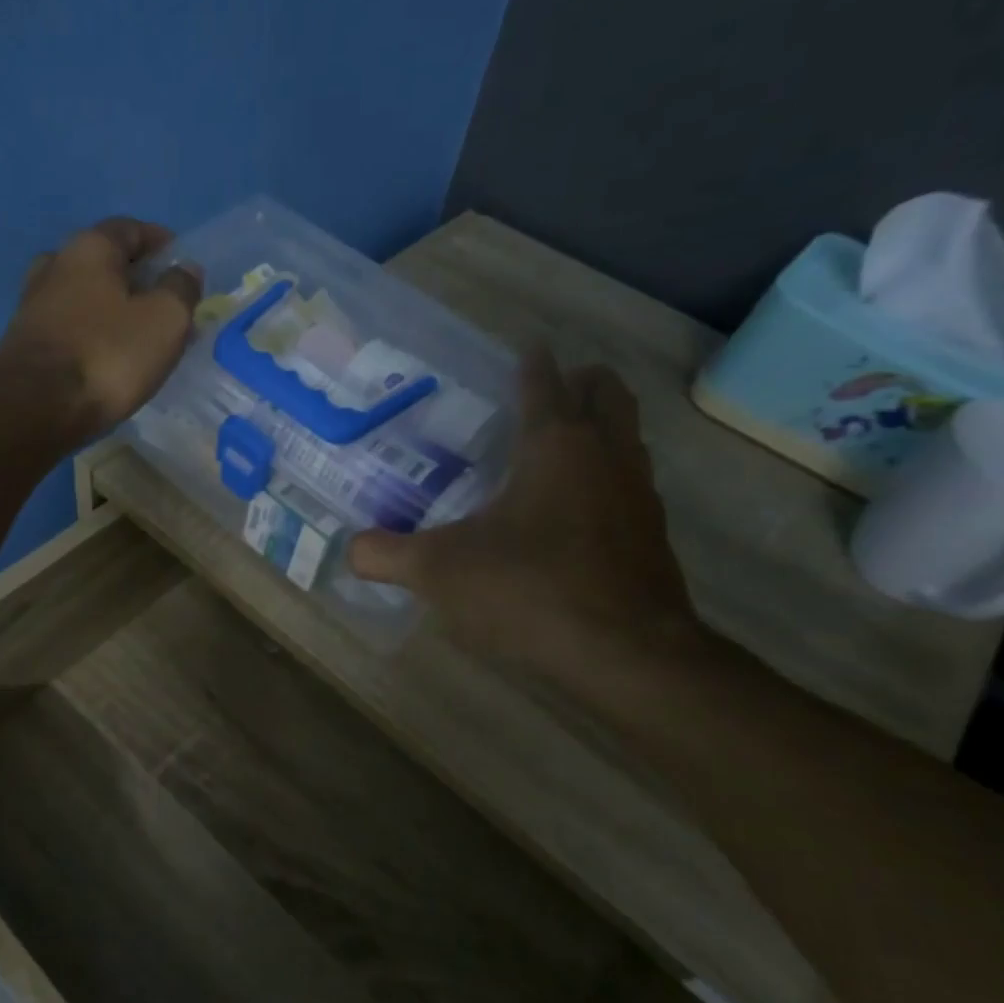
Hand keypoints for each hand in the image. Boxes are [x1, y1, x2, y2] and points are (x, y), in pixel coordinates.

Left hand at [0, 217, 203, 446]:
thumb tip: (185, 270)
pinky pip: (69, 327)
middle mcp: (54, 265)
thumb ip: (181, 289)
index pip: (130, 228)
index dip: (160, 242)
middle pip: (103, 262)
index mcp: (89, 248)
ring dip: (112, 309)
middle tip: (163, 305)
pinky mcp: (24, 342)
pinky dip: (92, 333)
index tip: (181, 263)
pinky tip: (107, 357)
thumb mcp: (164, 320)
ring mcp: (33, 304)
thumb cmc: (107, 356)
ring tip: (138, 335)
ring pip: (84, 296)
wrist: (34, 410)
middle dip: (136, 278)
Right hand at [348, 346, 702, 683]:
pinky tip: (573, 513)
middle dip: (580, 381)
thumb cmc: (529, 590)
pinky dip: (606, 478)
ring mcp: (639, 495)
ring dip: (600, 428)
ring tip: (558, 447)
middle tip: (545, 391)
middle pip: (606, 393)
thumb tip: (351, 548)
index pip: (544, 382)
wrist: (624, 654)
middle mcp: (606, 455)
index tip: (523, 348)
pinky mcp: (653, 537)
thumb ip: (386, 554)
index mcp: (555, 445)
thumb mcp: (439, 571)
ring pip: (627, 437)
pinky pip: (632, 484)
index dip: (530, 362)